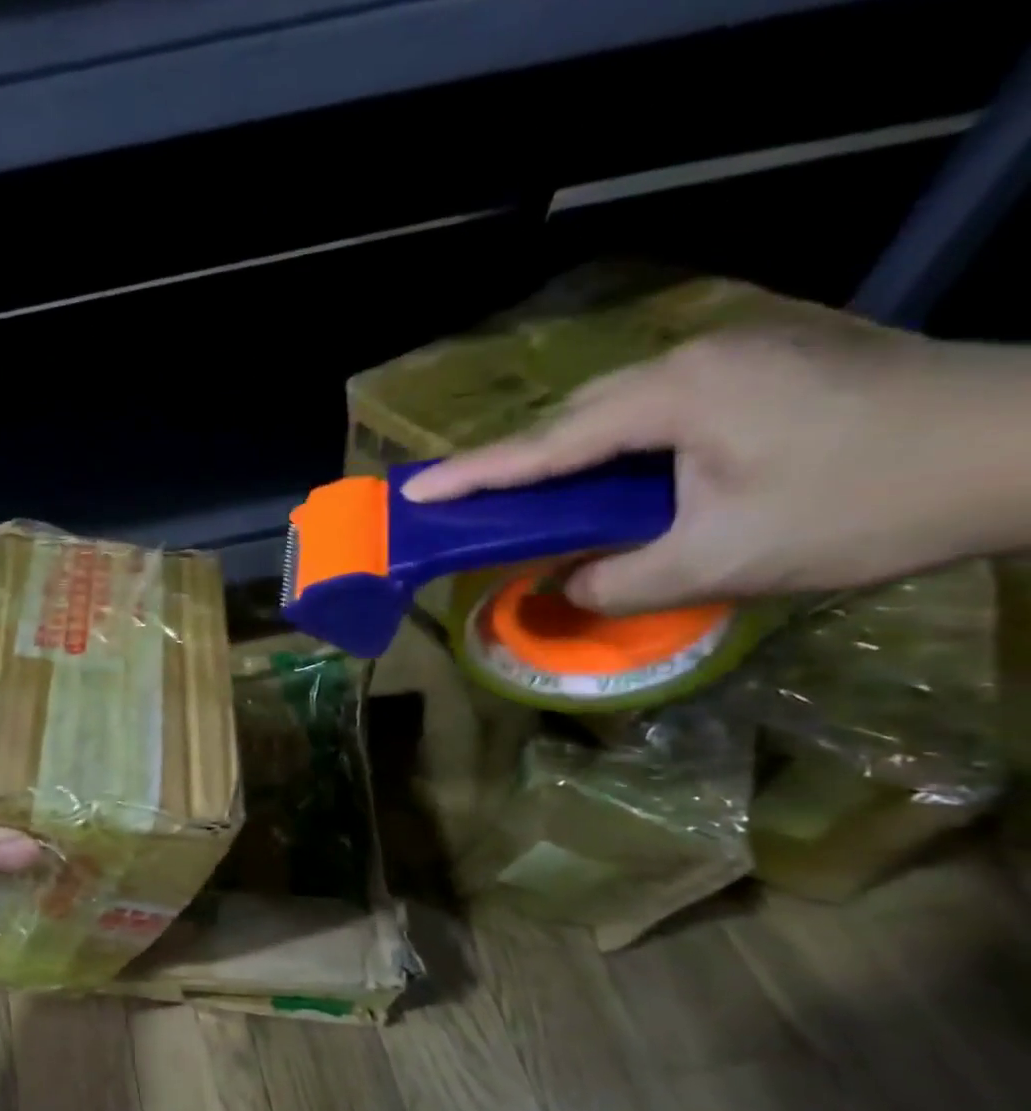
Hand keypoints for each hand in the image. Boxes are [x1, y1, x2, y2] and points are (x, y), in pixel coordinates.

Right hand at [401, 326, 1030, 613]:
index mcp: (674, 395)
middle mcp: (694, 359)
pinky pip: (661, 410)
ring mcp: (737, 356)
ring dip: (573, 460)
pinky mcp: (769, 368)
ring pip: (618, 412)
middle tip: (475, 510)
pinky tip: (623, 483)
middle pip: (575, 417)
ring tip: (542, 506)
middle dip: (519, 466)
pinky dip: (621, 452)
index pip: (545, 444)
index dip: (472, 475)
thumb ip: (618, 580)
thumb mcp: (723, 562)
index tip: (412, 494)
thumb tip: (561, 587)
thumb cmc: (866, 503)